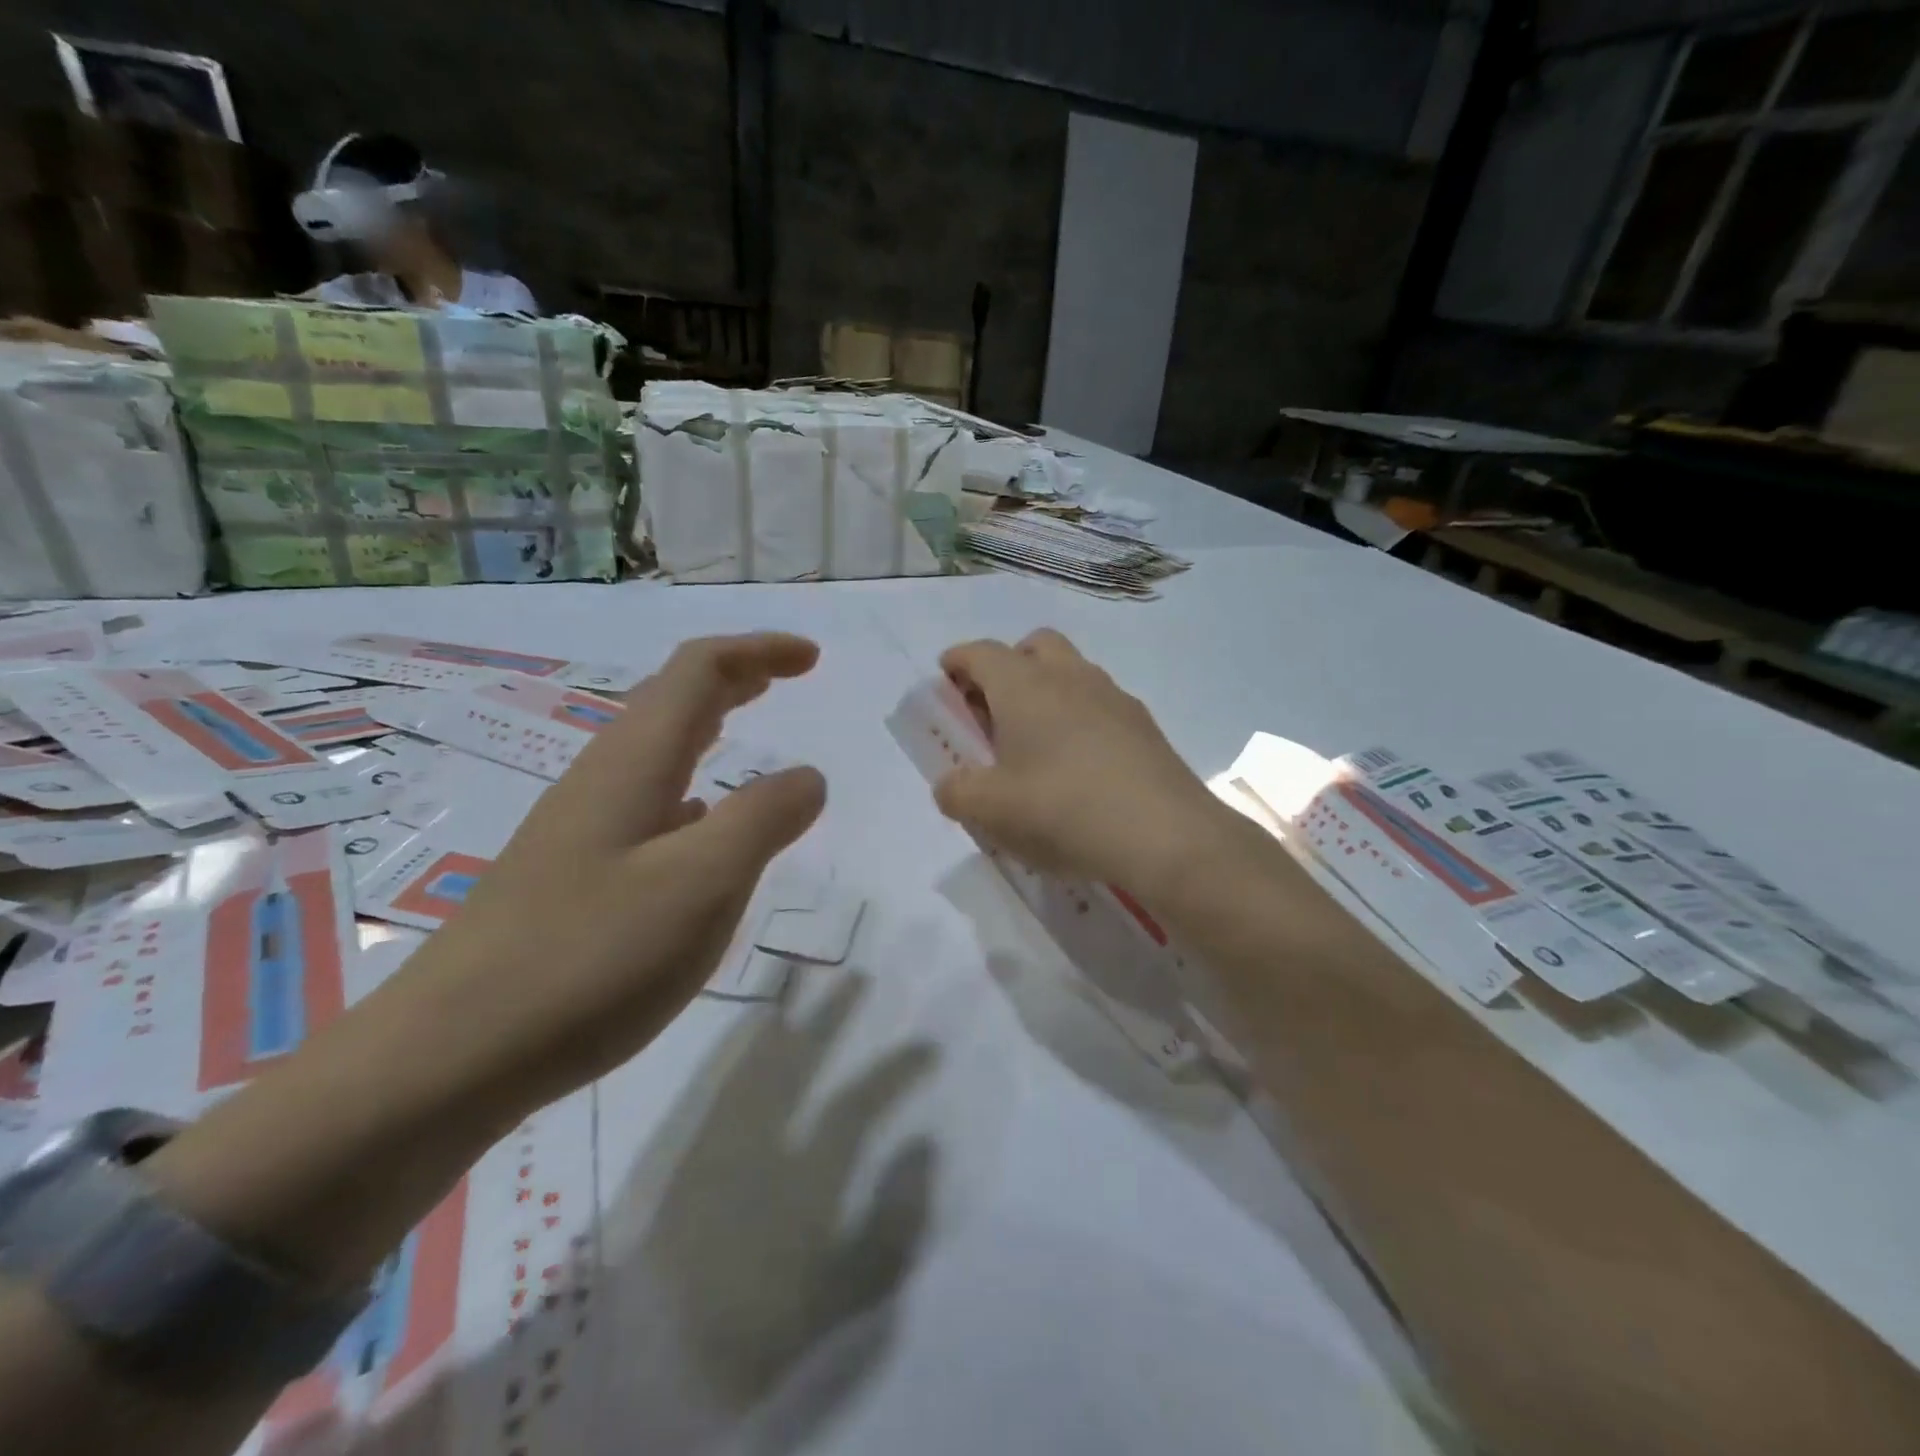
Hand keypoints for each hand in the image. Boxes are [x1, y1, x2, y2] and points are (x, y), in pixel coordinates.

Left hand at [402, 632, 827, 1116]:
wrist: (448, 1059)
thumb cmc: (589, 958)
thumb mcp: (703, 884)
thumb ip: (764, 820)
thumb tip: (808, 776)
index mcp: (633, 764)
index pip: (699, 671)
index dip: (758, 652)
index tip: (813, 659)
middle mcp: (602, 781)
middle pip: (671, 700)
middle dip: (734, 678)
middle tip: (784, 679)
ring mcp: (579, 830)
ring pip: (654, 752)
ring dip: (708, 727)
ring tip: (747, 735)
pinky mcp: (570, 877)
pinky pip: (645, 803)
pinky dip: (690, 788)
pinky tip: (698, 827)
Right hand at [933, 631, 1229, 893]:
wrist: (1165, 835)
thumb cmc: (1062, 810)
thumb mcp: (990, 810)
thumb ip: (957, 792)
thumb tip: (952, 784)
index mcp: (1024, 686)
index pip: (981, 653)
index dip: (957, 661)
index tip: (946, 679)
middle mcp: (1070, 677)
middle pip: (1033, 646)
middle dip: (1008, 665)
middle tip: (994, 709)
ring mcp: (1114, 698)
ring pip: (1072, 673)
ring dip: (1047, 692)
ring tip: (1037, 743)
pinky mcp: (1144, 726)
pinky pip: (1101, 705)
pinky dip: (1080, 719)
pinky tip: (1080, 767)